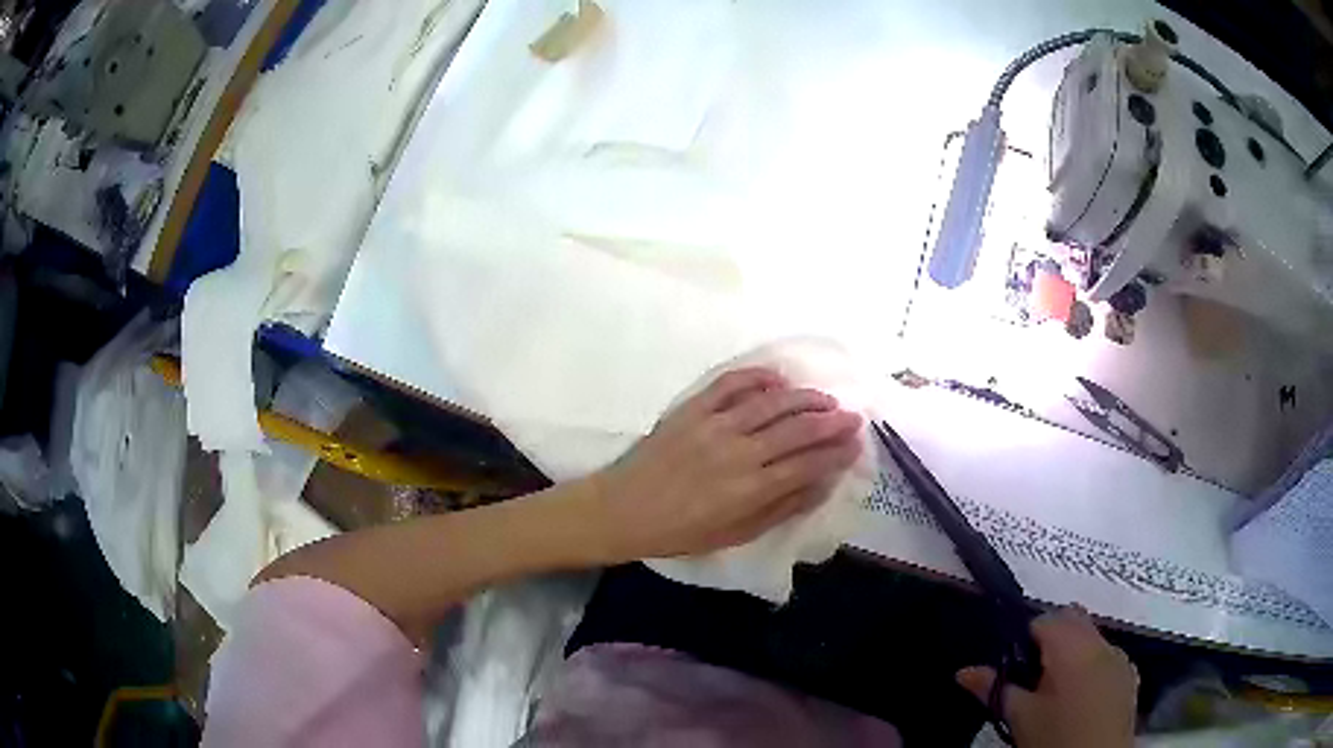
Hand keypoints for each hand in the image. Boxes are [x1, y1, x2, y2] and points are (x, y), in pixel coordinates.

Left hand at [581, 367, 863, 562]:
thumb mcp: (736, 534)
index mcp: (750, 489)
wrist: (623, 509)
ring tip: (825, 398)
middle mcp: (738, 452)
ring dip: (804, 398)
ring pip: (771, 403)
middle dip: (831, 422)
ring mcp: (714, 425)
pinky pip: (731, 383)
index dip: (836, 453)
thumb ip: (782, 508)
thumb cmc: (680, 531)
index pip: (808, 464)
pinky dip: (758, 377)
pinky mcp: (693, 408)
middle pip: (797, 430)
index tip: (856, 445)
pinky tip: (778, 379)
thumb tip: (823, 485)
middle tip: (853, 416)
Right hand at [957, 606, 1137, 747]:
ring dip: (1072, 651)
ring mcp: (1120, 657)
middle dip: (1050, 639)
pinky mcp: (1130, 674)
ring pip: (1092, 637)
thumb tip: (963, 671)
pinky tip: (1080, 697)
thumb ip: (995, 689)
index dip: (1024, 637)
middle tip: (1030, 677)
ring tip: (1054, 691)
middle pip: (1072, 619)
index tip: (1013, 666)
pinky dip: (1091, 665)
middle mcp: (1101, 642)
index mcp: (1072, 646)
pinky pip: (1107, 656)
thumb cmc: (1054, 738)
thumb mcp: (1020, 717)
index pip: (1044, 619)